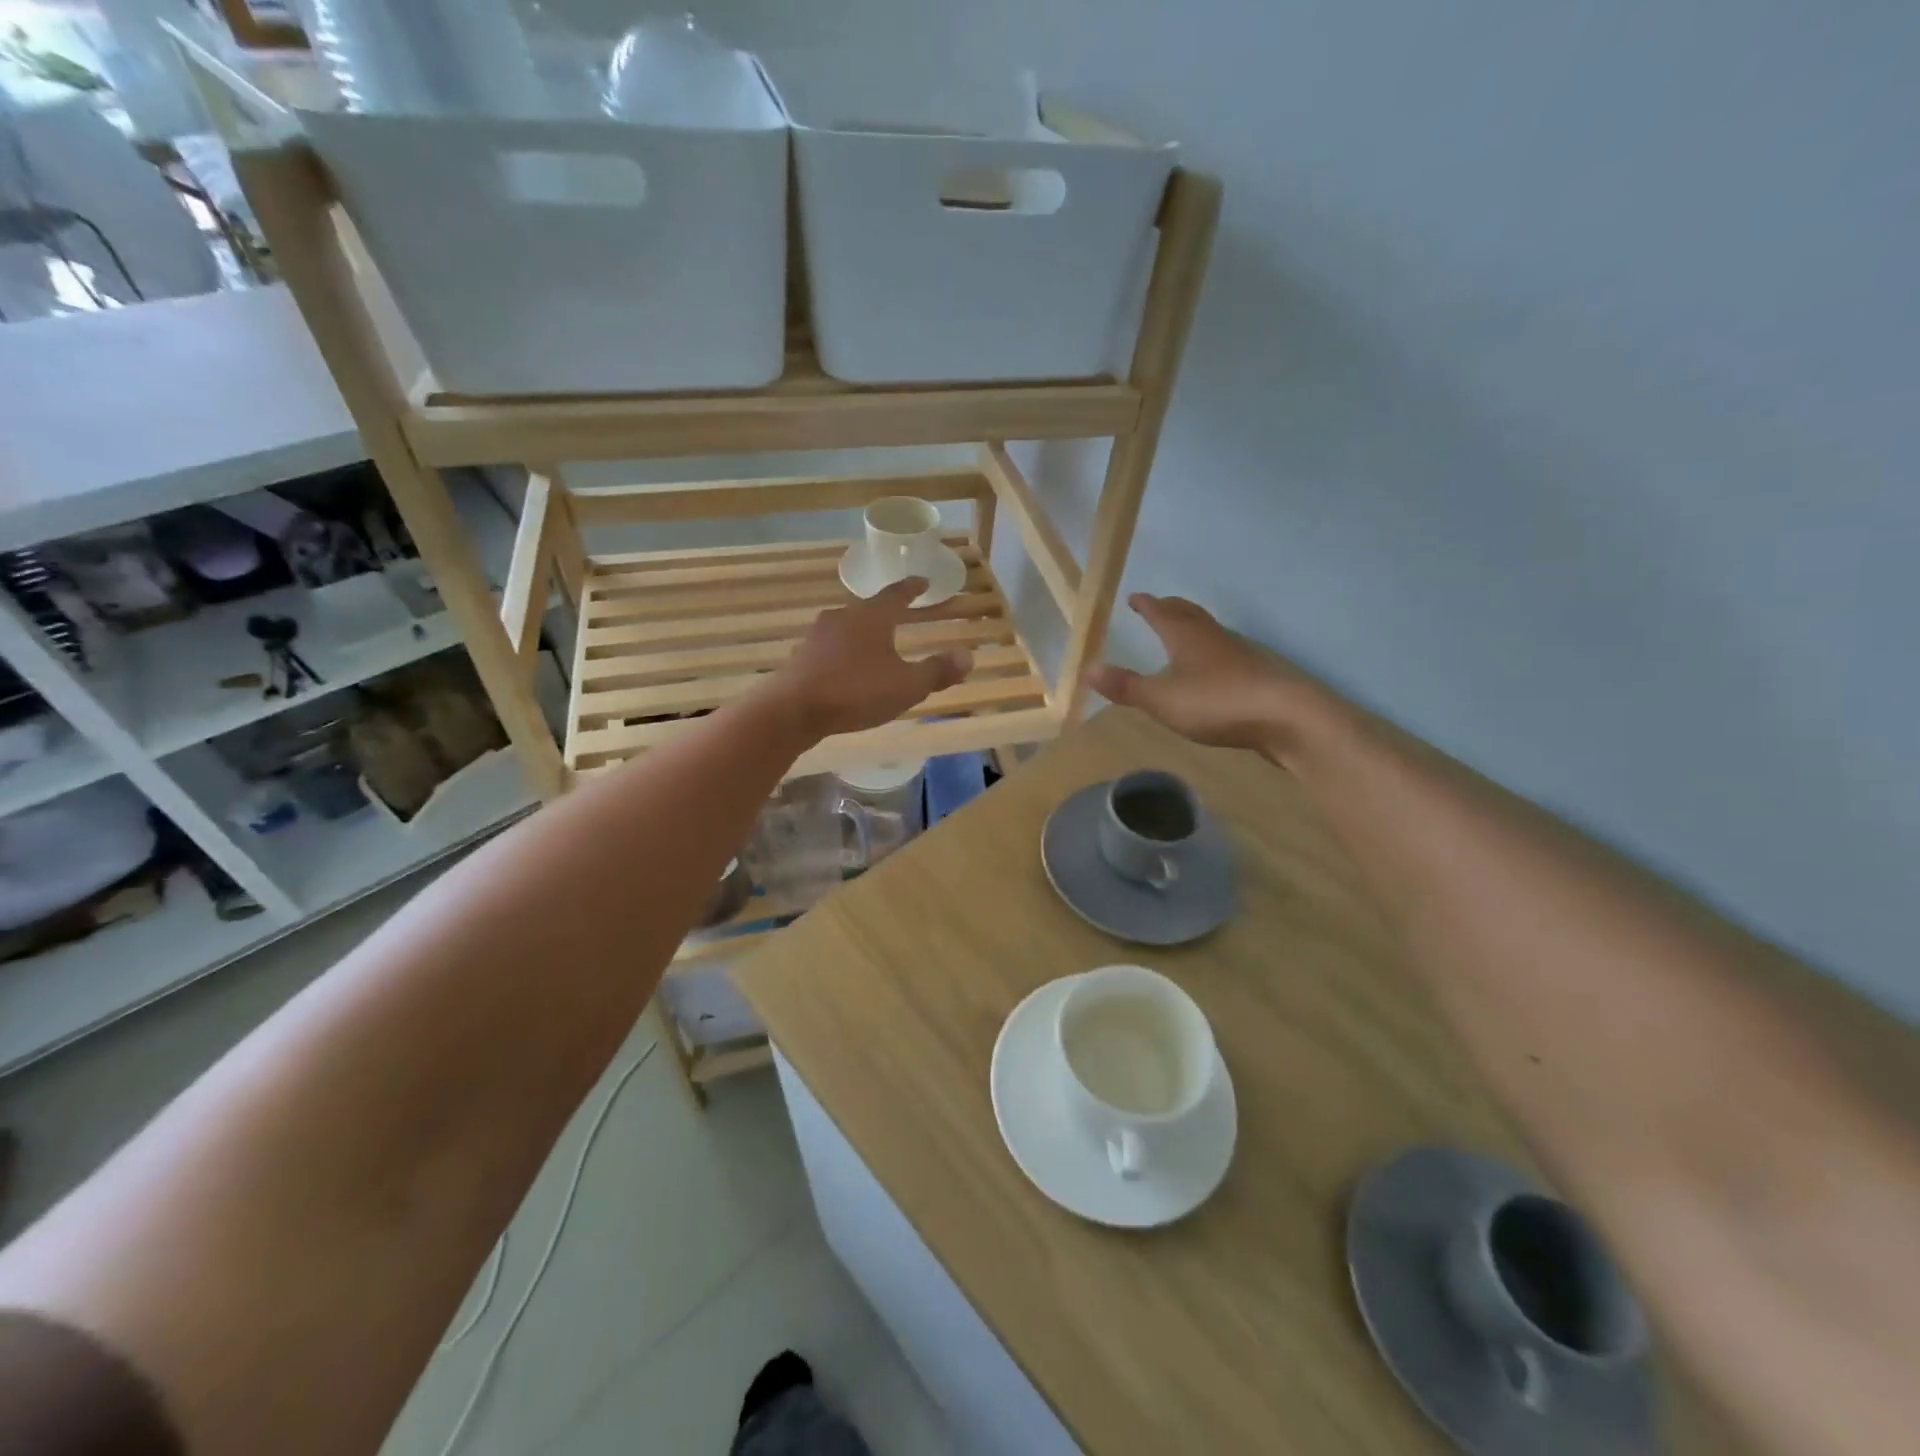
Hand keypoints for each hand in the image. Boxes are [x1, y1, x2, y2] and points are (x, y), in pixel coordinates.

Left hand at [773, 578, 972, 737]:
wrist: (794, 709)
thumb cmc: (856, 691)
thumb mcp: (906, 685)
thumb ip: (937, 671)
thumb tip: (968, 656)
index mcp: (872, 617)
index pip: (897, 594)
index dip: (912, 588)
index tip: (923, 581)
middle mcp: (843, 618)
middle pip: (868, 609)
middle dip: (885, 613)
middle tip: (899, 616)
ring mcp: (817, 636)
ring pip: (846, 629)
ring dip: (862, 634)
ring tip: (874, 646)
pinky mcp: (801, 657)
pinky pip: (830, 649)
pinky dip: (843, 655)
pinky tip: (847, 671)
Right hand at [1086, 594, 1332, 759]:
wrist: (1288, 717)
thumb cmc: (1218, 702)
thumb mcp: (1162, 698)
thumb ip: (1126, 686)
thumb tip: (1088, 669)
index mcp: (1186, 636)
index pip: (1161, 612)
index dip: (1146, 604)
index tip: (1134, 597)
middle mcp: (1213, 636)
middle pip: (1189, 614)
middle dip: (1170, 609)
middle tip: (1157, 606)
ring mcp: (1239, 654)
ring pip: (1210, 633)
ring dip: (1192, 629)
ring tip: (1181, 636)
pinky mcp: (1257, 675)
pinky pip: (1226, 655)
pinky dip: (1211, 654)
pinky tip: (1211, 672)